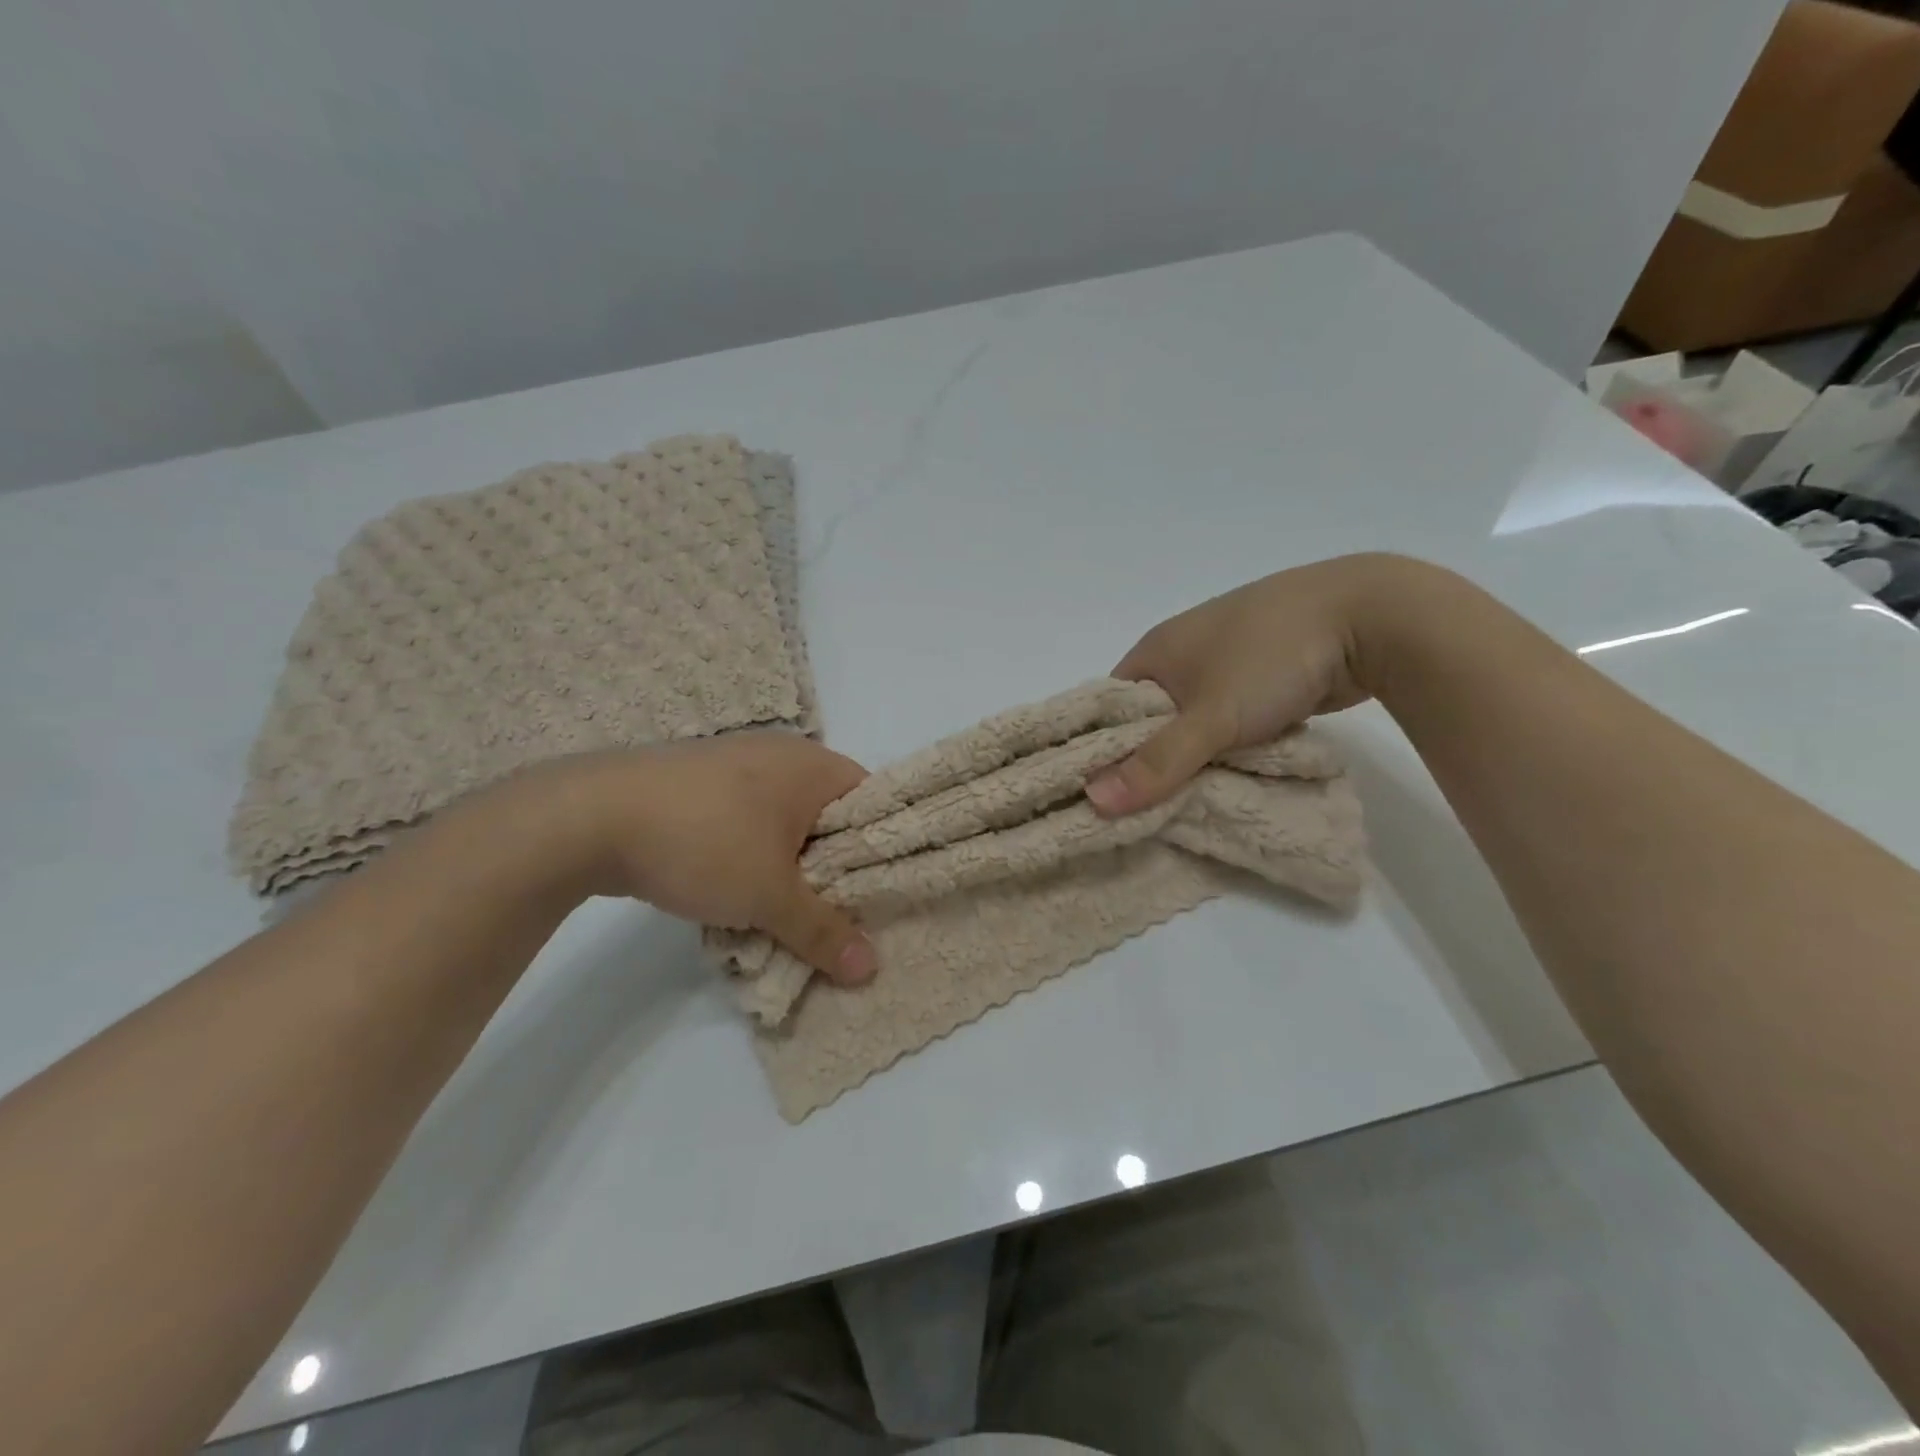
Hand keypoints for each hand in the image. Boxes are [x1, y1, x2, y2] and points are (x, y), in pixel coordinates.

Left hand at [503, 735, 877, 983]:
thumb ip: (823, 931)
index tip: (877, 895)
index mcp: (814, 765)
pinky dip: (750, 855)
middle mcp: (781, 754)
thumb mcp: (771, 896)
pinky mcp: (698, 782)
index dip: (881, 849)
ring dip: (787, 866)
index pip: (873, 802)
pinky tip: (735, 891)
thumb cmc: (705, 842)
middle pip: (828, 816)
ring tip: (784, 912)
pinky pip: (745, 820)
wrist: (591, 817)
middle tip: (835, 914)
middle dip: (831, 867)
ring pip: (784, 823)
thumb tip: (869, 969)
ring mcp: (735, 763)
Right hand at [1086, 554, 1416, 815]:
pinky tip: (1231, 772)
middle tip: (1146, 809)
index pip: (1109, 708)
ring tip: (1188, 800)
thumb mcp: (1209, 717)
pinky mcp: (1261, 673)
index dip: (1102, 749)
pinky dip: (1228, 744)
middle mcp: (1182, 651)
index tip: (1103, 795)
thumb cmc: (1270, 658)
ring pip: (1193, 721)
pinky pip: (1228, 719)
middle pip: (1151, 718)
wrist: (1370, 617)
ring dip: (1194, 756)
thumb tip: (1094, 803)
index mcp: (1155, 649)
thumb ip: (1157, 763)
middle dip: (1152, 760)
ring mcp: (1225, 660)